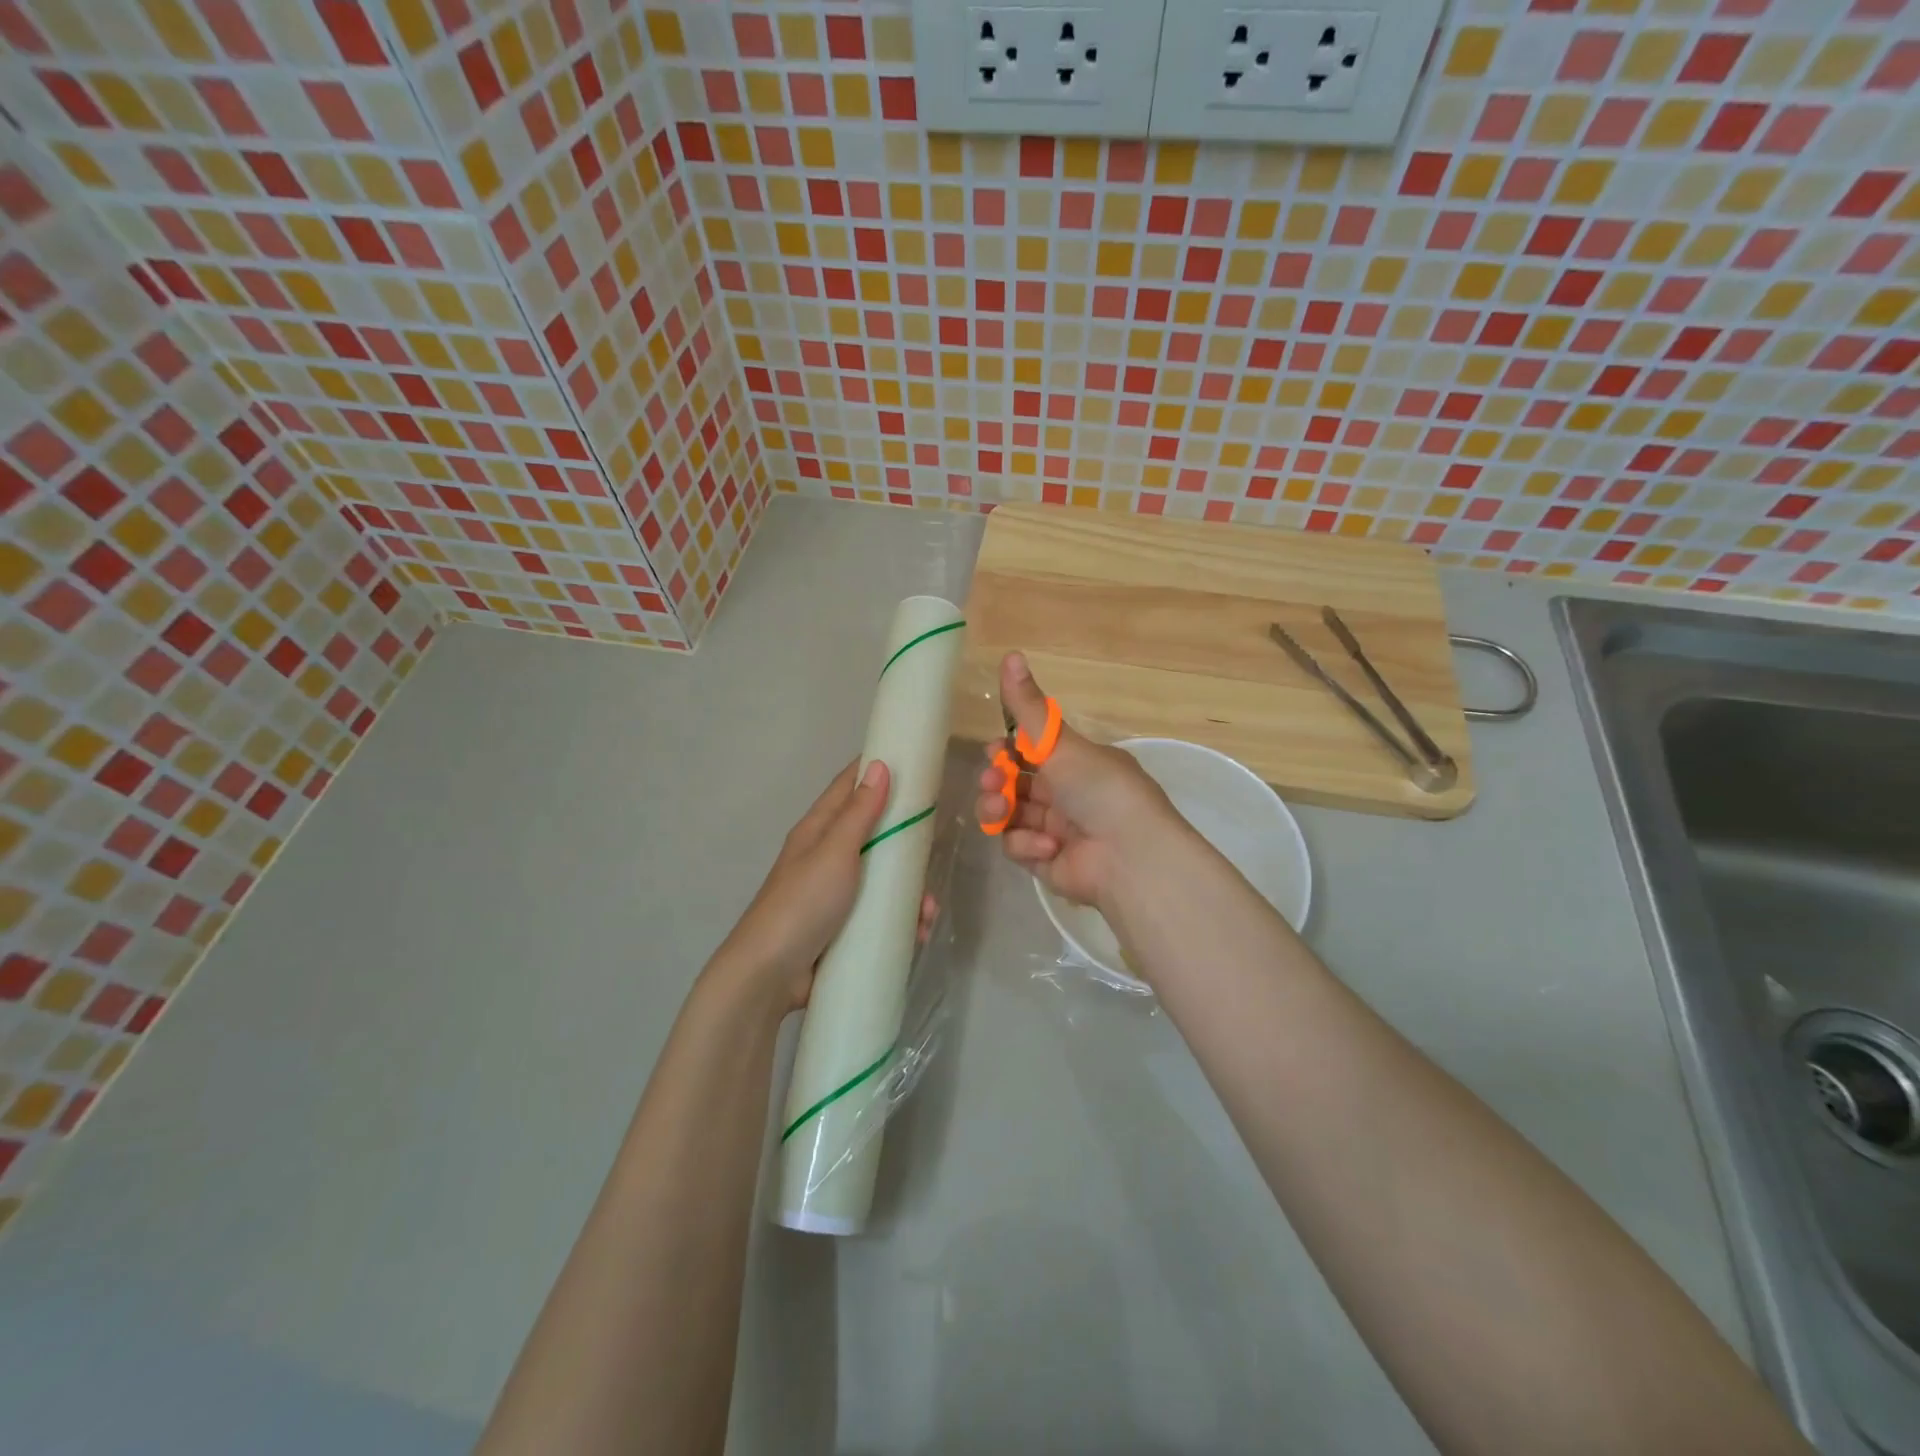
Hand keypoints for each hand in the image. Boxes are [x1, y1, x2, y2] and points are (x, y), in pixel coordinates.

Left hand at [714, 760, 936, 1013]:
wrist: (769, 976)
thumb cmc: (803, 903)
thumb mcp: (834, 852)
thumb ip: (859, 812)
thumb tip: (880, 765)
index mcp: (818, 831)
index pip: (848, 787)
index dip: (876, 770)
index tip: (913, 761)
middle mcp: (826, 857)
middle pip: (873, 833)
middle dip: (905, 839)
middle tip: (935, 841)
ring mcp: (836, 895)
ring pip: (882, 879)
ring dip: (909, 890)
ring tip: (927, 909)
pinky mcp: (844, 928)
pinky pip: (880, 914)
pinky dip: (901, 919)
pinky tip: (918, 931)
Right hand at [975, 652, 1186, 910]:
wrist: (1130, 856)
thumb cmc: (1100, 789)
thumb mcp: (1061, 742)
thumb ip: (1029, 706)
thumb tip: (1010, 653)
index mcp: (1076, 763)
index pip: (1031, 752)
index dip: (1006, 750)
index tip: (995, 749)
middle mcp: (1066, 794)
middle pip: (1012, 783)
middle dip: (995, 780)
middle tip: (993, 780)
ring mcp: (1054, 830)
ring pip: (1008, 815)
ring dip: (999, 810)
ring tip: (1002, 811)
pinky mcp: (1045, 862)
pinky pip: (1018, 846)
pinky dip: (1027, 844)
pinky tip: (1048, 846)